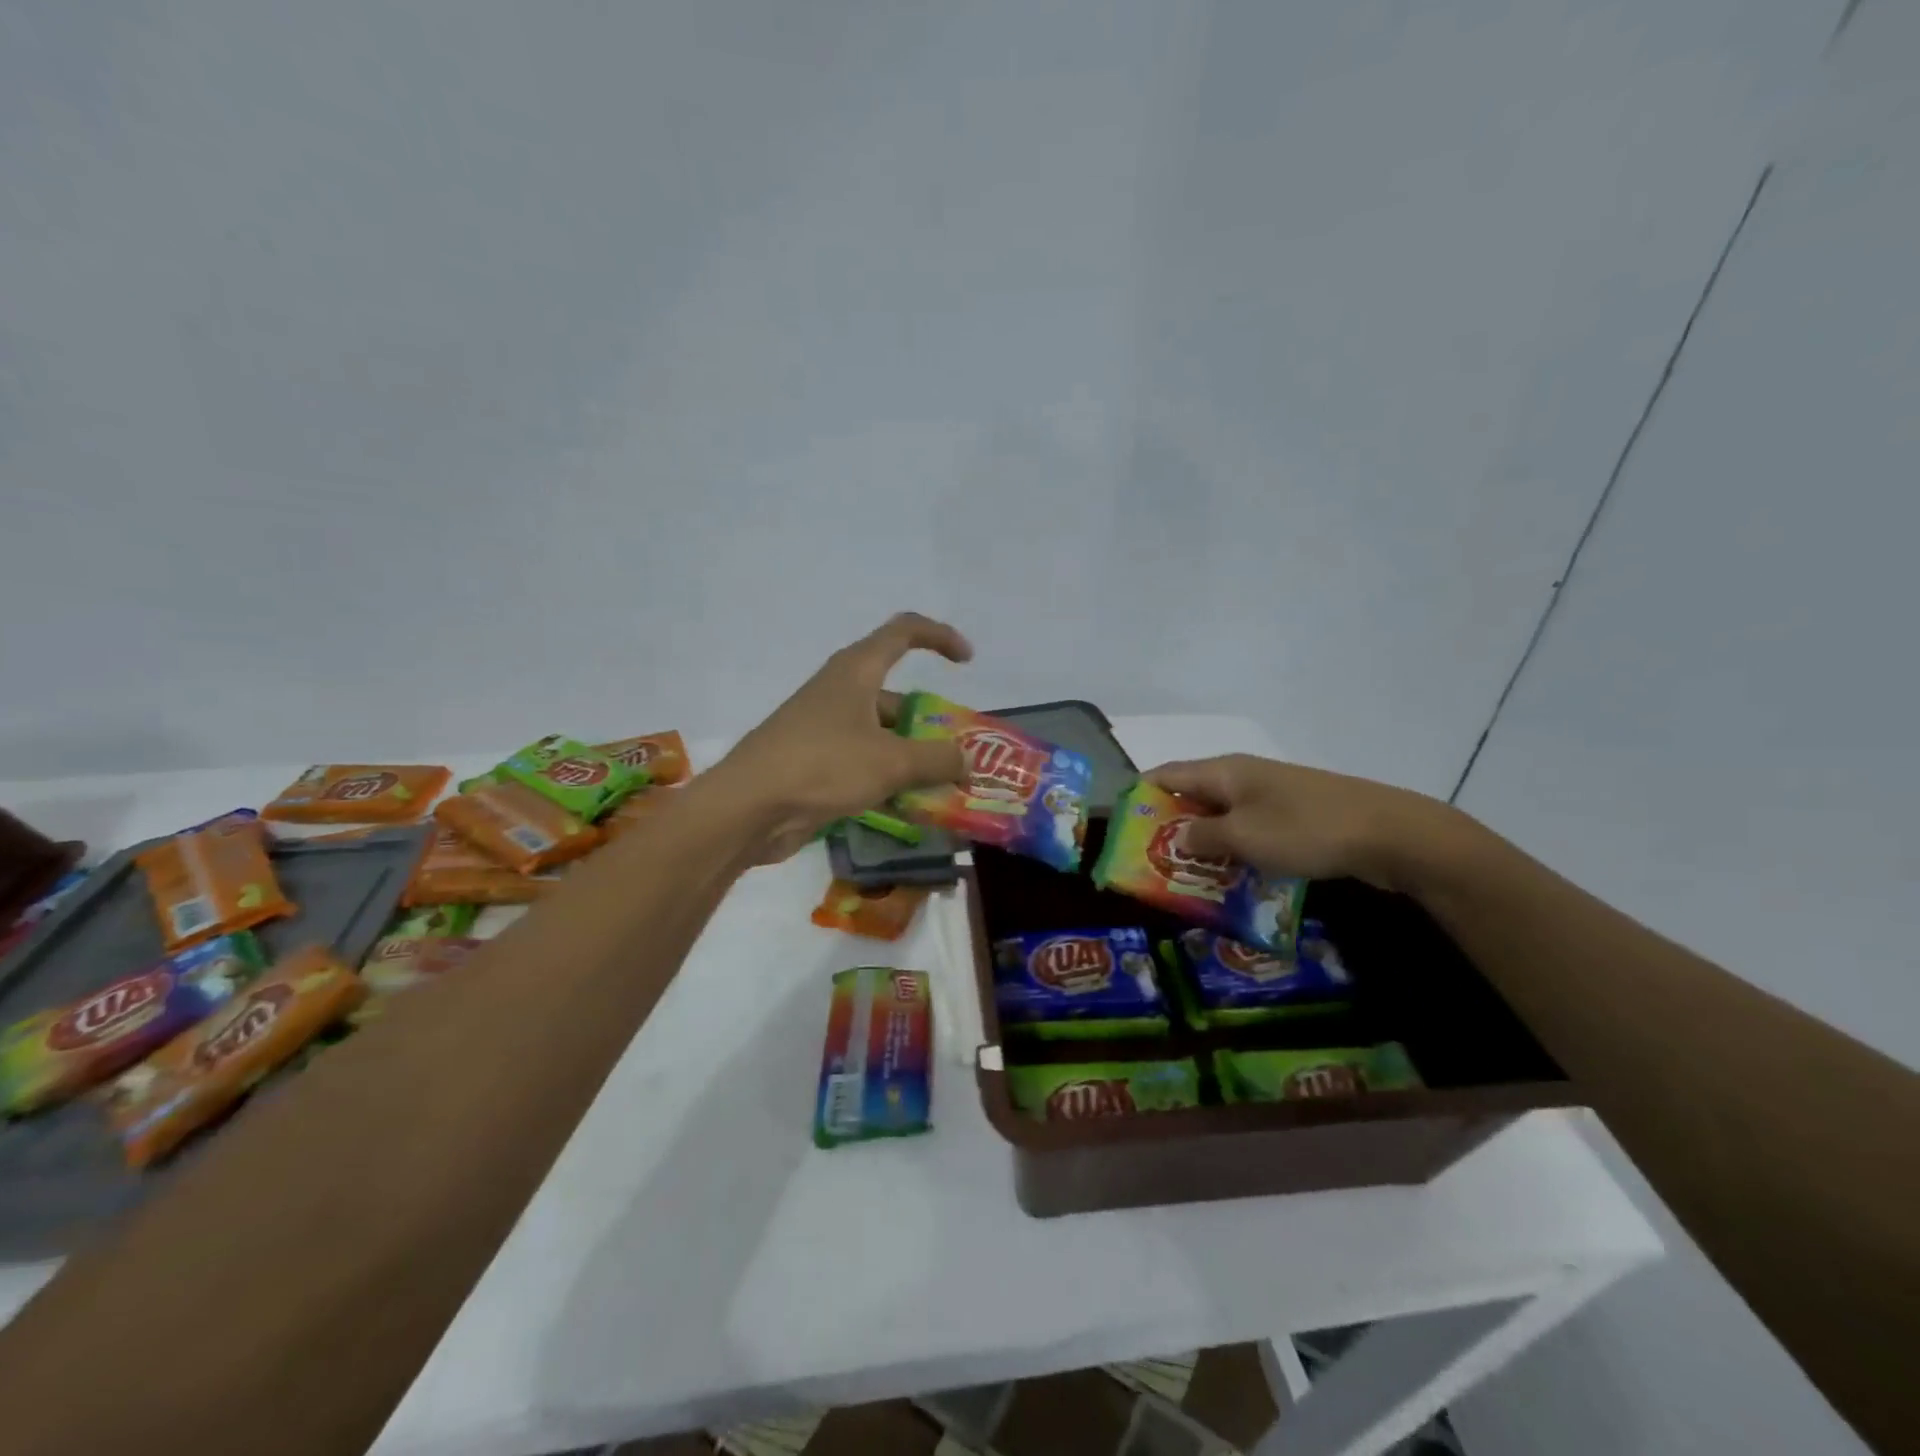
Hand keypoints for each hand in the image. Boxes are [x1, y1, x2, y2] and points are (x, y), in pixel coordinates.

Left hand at [716, 612, 974, 861]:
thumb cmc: (823, 765)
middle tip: (958, 756)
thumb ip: (937, 759)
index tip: (967, 662)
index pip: (904, 631)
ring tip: (943, 790)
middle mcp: (841, 692)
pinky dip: (888, 780)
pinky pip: (864, 764)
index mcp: (857, 671)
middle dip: (930, 723)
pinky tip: (909, 809)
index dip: (939, 637)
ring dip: (912, 759)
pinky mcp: (816, 763)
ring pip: (882, 736)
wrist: (748, 808)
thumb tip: (967, 761)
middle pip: (897, 696)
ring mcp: (825, 729)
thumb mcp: (891, 761)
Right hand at [1145, 755, 1464, 892]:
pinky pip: (1250, 829)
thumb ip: (1201, 837)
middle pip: (1192, 796)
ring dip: (1204, 843)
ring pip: (1222, 816)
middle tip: (1150, 863)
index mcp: (1224, 771)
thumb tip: (1177, 836)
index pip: (1166, 774)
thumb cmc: (1305, 830)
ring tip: (1185, 876)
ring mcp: (1272, 795)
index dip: (1140, 796)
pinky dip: (1234, 849)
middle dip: (1169, 827)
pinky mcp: (1295, 815)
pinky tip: (1232, 877)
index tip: (1122, 829)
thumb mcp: (1243, 836)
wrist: (1390, 834)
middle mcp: (1243, 776)